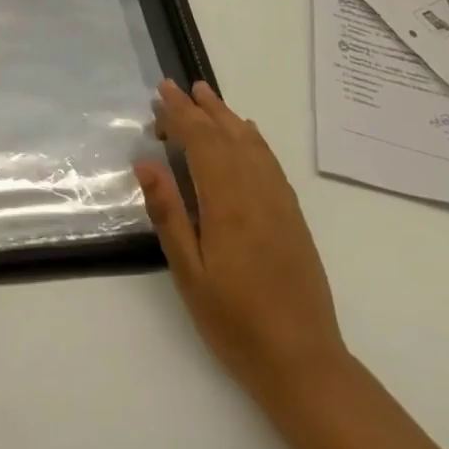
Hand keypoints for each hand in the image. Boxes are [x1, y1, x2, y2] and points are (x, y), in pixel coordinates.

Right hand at [136, 79, 348, 403]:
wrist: (303, 361)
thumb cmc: (235, 322)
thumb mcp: (189, 273)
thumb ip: (169, 214)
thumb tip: (146, 163)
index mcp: (228, 203)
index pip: (202, 143)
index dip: (180, 114)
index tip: (161, 93)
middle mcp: (257, 193)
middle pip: (227, 136)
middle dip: (200, 108)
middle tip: (175, 86)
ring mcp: (280, 203)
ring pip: (251, 144)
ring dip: (226, 117)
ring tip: (206, 97)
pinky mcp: (292, 217)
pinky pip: (270, 163)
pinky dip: (253, 139)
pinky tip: (245, 135)